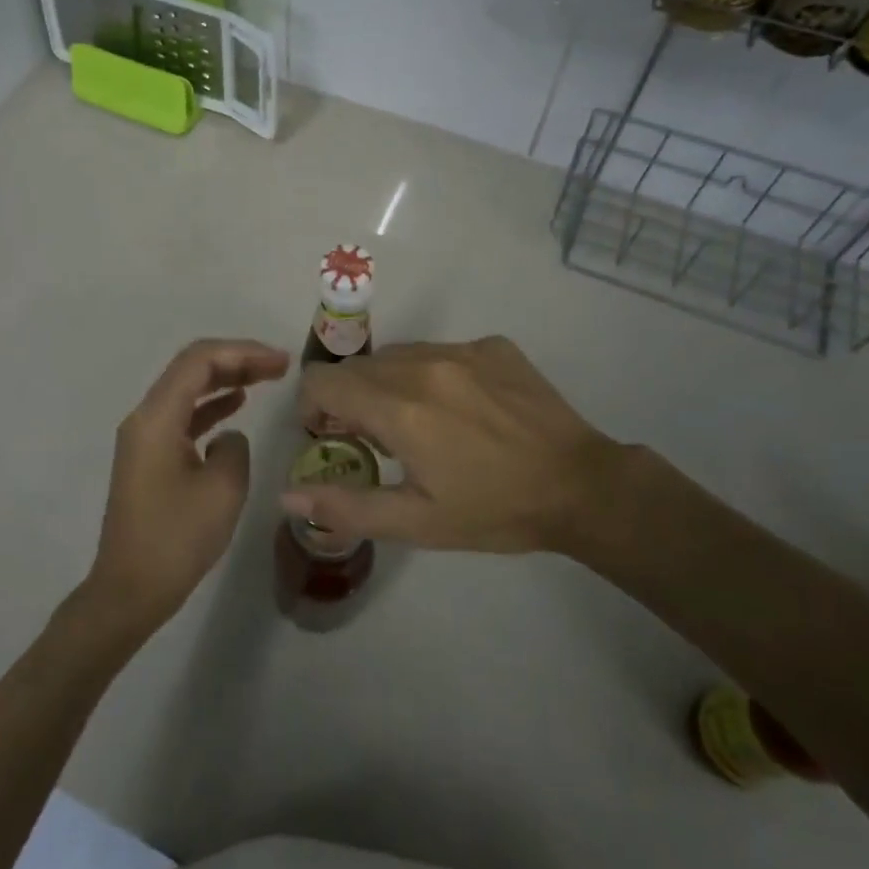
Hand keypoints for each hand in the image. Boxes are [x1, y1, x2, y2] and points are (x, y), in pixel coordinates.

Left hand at [83, 339, 290, 631]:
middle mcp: (145, 418)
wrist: (130, 591)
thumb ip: (235, 447)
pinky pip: (183, 416)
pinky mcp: (149, 458)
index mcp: (157, 418)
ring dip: (226, 379)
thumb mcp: (222, 490)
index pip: (200, 360)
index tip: (281, 361)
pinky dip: (211, 405)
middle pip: (191, 369)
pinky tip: (237, 406)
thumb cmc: (176, 540)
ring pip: (187, 390)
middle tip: (280, 365)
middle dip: (237, 360)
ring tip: (267, 378)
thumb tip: (229, 437)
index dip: (243, 352)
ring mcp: (144, 438)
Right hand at [284, 337, 631, 555]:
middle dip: (352, 399)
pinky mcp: (492, 345)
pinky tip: (463, 409)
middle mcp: (423, 365)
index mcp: (399, 408)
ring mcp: (461, 349)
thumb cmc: (494, 511)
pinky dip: (433, 374)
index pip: (322, 380)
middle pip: (358, 367)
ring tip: (421, 422)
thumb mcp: (417, 522)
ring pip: (398, 355)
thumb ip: (346, 505)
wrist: (581, 486)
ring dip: (391, 384)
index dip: (314, 407)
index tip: (333, 435)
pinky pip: (440, 350)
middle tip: (377, 438)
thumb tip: (287, 494)